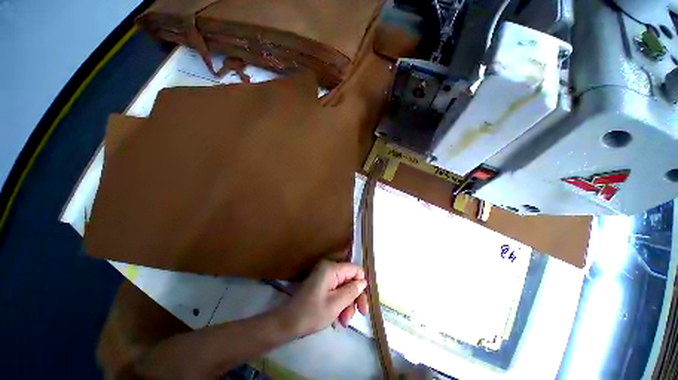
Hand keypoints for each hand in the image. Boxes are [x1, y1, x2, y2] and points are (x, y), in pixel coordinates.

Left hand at [278, 260, 368, 337]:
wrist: (287, 323)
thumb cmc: (311, 313)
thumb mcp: (335, 304)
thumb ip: (352, 291)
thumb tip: (364, 282)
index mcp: (331, 268)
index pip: (355, 270)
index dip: (361, 285)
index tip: (363, 305)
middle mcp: (328, 268)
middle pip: (350, 280)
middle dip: (354, 298)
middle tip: (358, 316)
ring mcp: (324, 277)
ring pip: (344, 287)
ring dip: (347, 305)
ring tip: (343, 322)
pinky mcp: (321, 285)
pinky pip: (336, 291)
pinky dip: (339, 305)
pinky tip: (337, 320)